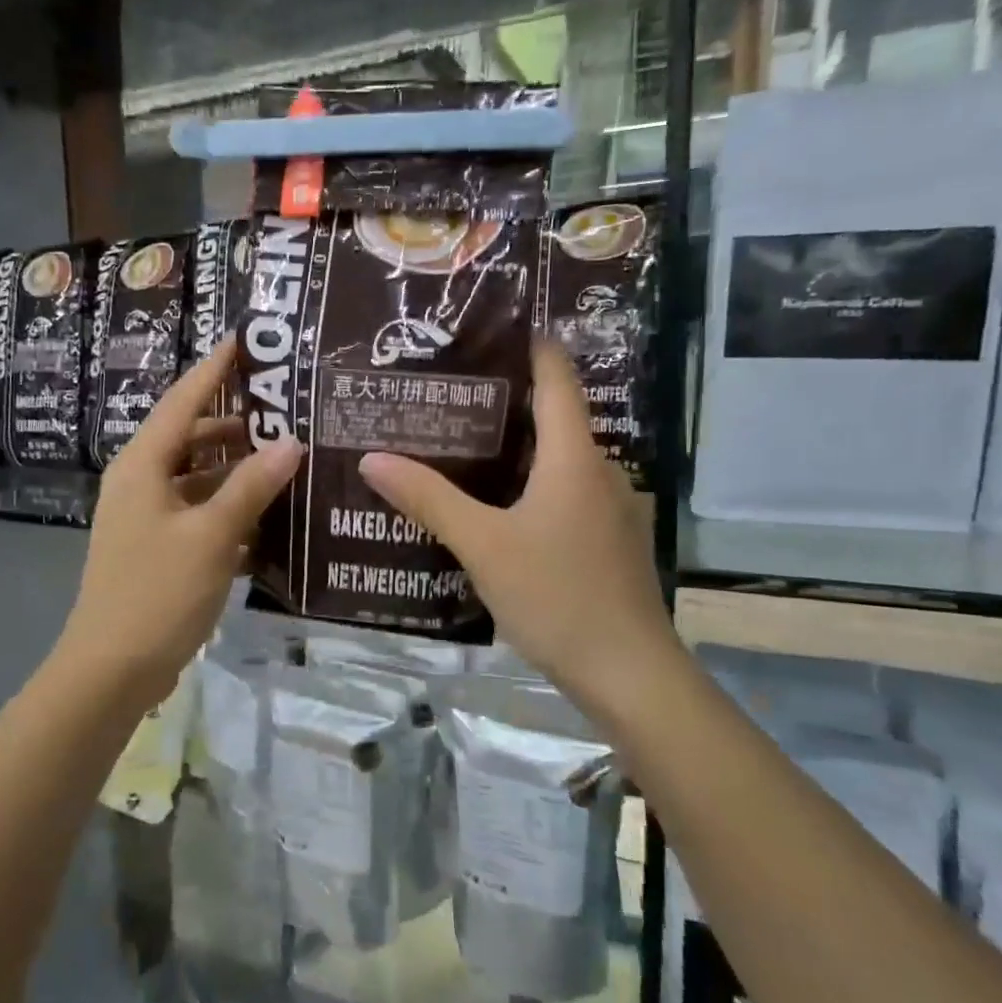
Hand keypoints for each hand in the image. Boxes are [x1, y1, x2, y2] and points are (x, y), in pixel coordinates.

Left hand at [55, 338, 301, 713]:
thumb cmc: (157, 592)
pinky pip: (200, 515)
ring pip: (199, 479)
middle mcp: (141, 483)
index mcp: (143, 466)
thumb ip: (251, 486)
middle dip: (236, 424)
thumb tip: (291, 442)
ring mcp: (148, 519)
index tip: (246, 340)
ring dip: (238, 471)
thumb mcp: (211, 535)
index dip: (215, 369)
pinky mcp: (159, 550)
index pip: (183, 401)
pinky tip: (269, 518)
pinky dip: (230, 511)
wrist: (111, 670)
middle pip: (192, 438)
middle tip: (287, 409)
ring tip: (288, 459)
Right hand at [358, 339, 680, 705]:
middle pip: (554, 419)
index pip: (557, 379)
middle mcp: (600, 472)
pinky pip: (566, 496)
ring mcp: (611, 509)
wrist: (628, 673)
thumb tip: (373, 458)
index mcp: (574, 458)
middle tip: (448, 395)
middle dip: (506, 403)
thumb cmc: (557, 596)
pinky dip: (531, 487)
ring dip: (517, 450)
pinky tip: (497, 509)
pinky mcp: (610, 542)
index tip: (490, 329)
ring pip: (559, 462)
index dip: (531, 347)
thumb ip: (429, 499)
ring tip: (461, 449)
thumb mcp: (483, 545)